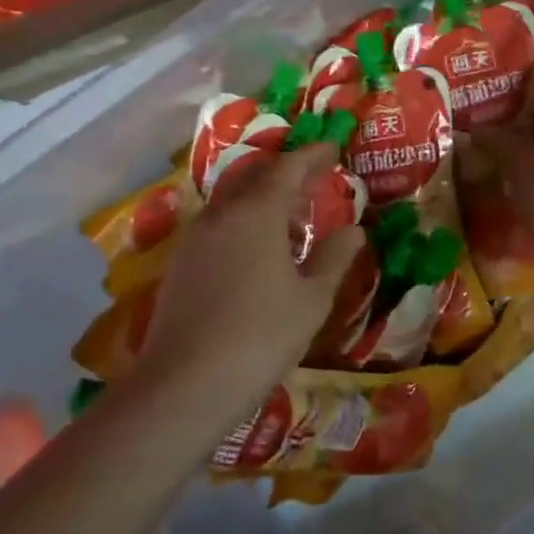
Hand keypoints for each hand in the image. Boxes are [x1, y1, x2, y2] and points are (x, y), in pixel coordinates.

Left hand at [133, 144, 363, 416]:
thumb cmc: (261, 337)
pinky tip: (255, 247)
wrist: (185, 385)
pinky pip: (217, 224)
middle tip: (312, 177)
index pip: (289, 168)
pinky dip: (242, 220)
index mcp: (257, 214)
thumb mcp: (311, 300)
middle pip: (254, 176)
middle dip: (284, 171)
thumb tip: (354, 231)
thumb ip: (334, 258)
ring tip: (288, 213)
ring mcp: (194, 239)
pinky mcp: (180, 264)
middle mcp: (221, 215)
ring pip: (231, 200)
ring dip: (261, 196)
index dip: (313, 156)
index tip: (333, 148)